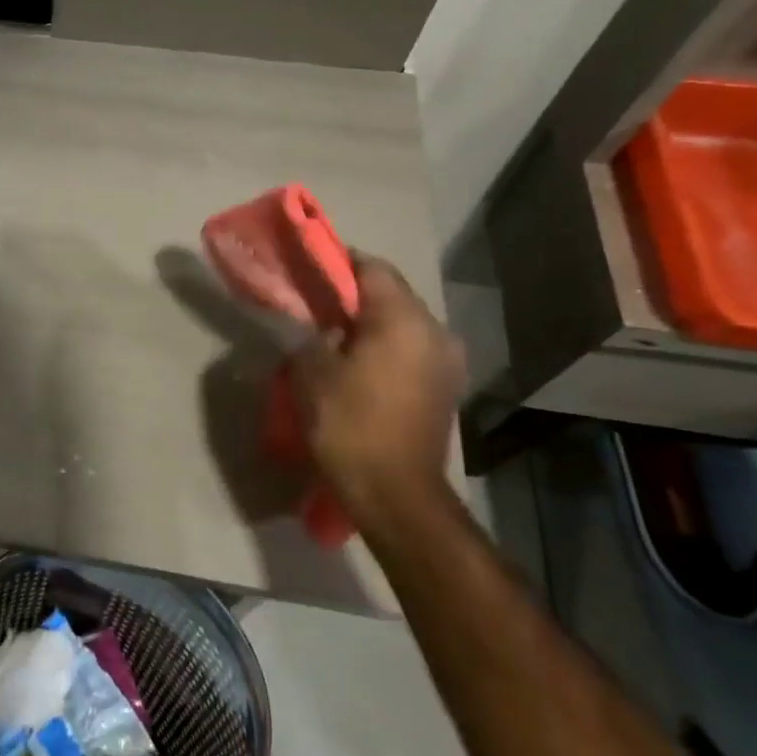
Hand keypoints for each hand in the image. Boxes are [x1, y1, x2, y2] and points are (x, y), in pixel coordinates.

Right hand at [292, 255, 465, 532]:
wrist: (395, 493)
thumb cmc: (349, 424)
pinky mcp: (446, 388)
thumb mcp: (312, 371)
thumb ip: (311, 334)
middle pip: (391, 294)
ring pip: (403, 324)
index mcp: (404, 320)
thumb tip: (317, 326)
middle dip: (353, 295)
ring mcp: (448, 362)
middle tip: (315, 305)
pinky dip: (385, 347)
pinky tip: (358, 365)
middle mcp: (435, 332)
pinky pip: (411, 350)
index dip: (338, 262)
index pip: (372, 268)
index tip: (309, 268)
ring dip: (370, 323)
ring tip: (333, 338)